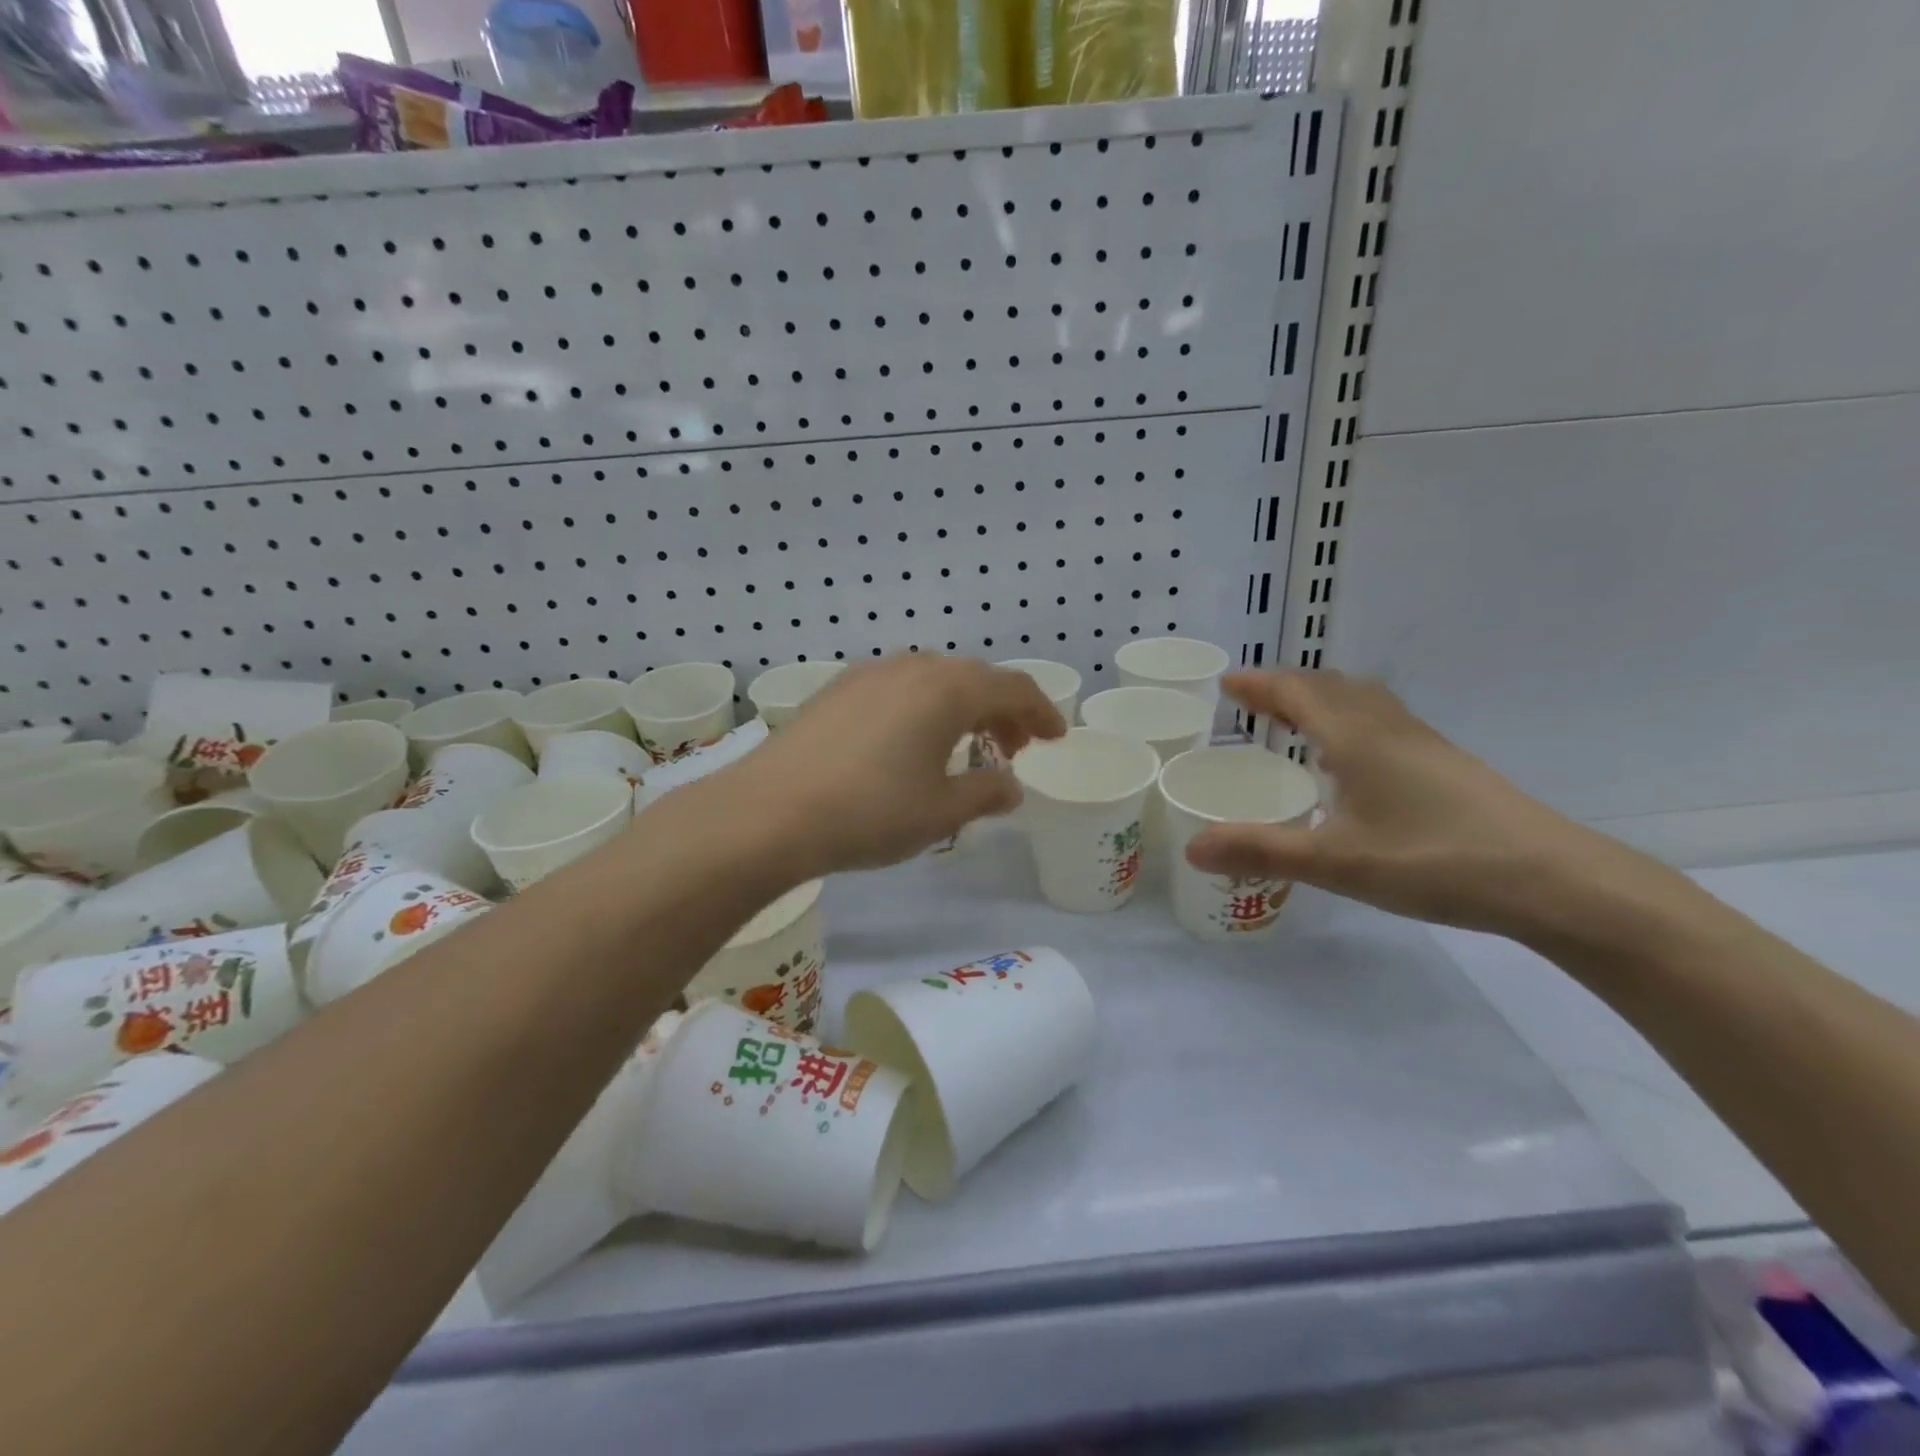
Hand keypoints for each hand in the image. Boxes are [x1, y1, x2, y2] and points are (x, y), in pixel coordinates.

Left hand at [731, 655, 1066, 876]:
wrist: (768, 813)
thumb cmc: (870, 812)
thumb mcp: (941, 813)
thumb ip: (986, 793)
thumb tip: (1011, 787)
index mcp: (948, 690)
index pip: (1014, 688)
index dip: (1042, 712)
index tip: (1055, 739)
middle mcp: (912, 668)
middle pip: (974, 678)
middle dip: (1002, 711)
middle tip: (1011, 749)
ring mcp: (868, 674)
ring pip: (933, 679)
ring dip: (960, 707)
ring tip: (963, 747)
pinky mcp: (836, 690)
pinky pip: (897, 688)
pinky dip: (921, 708)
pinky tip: (908, 744)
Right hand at [1186, 671, 1655, 940]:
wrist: (1554, 881)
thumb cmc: (1436, 861)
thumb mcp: (1337, 863)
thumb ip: (1262, 851)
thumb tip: (1191, 847)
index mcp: (1356, 738)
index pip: (1297, 692)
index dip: (1259, 684)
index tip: (1226, 683)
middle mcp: (1388, 729)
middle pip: (1330, 686)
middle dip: (1286, 687)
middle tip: (1252, 702)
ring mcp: (1424, 744)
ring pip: (1363, 701)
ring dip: (1322, 699)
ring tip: (1295, 722)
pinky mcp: (1447, 765)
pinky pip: (1383, 722)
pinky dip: (1350, 720)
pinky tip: (1352, 760)